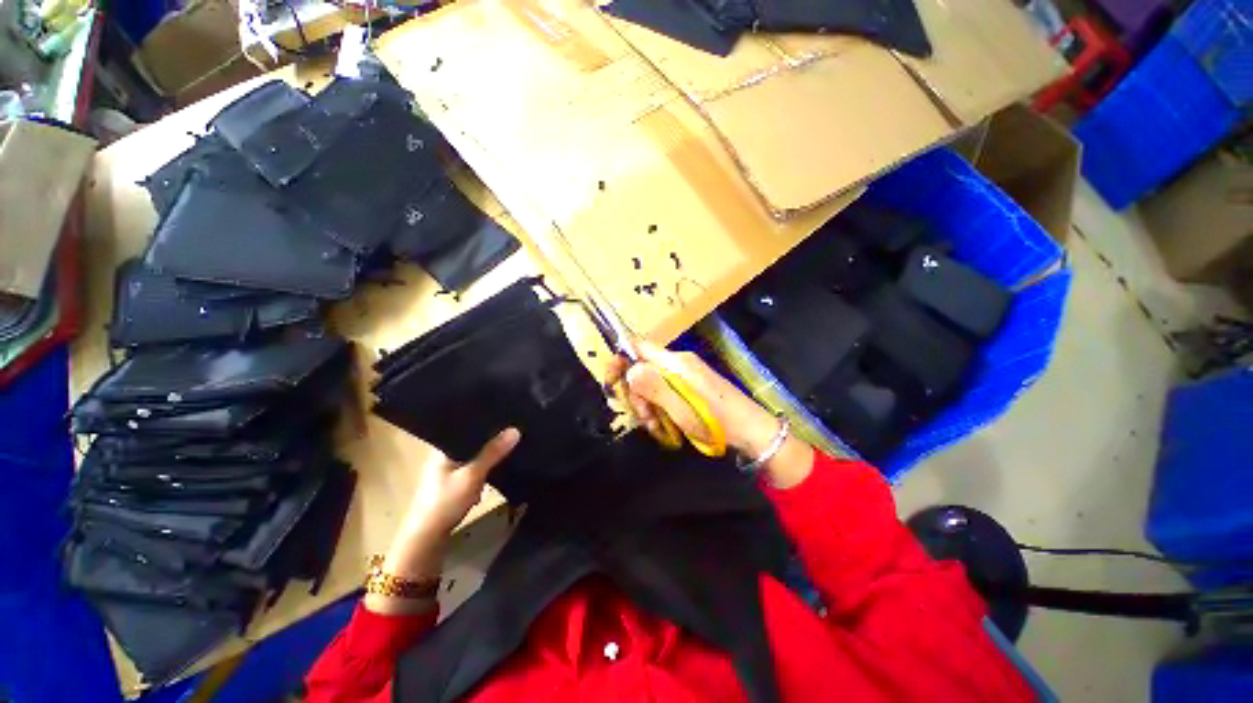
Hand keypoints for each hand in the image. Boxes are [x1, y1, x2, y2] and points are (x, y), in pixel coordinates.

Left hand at [367, 429, 519, 616]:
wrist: (426, 539)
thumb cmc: (445, 501)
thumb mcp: (472, 475)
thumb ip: (493, 452)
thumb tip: (516, 430)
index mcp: (443, 448)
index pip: (467, 426)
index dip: (486, 422)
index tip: (508, 416)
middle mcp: (444, 456)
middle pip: (473, 442)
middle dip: (492, 441)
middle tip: (514, 433)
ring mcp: (447, 471)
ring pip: (475, 456)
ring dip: (489, 458)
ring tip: (511, 447)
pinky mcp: (453, 485)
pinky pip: (474, 470)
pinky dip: (485, 470)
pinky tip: (498, 471)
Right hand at [607, 343, 811, 486]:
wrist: (752, 432)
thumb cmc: (718, 421)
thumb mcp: (683, 409)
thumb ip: (655, 388)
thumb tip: (629, 369)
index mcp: (676, 362)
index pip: (639, 347)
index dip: (621, 360)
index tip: (611, 383)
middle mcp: (678, 364)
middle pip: (642, 369)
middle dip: (636, 393)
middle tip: (645, 417)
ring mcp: (683, 377)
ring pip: (651, 384)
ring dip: (647, 406)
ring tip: (657, 427)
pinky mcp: (688, 389)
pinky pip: (663, 394)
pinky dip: (659, 409)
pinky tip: (665, 427)